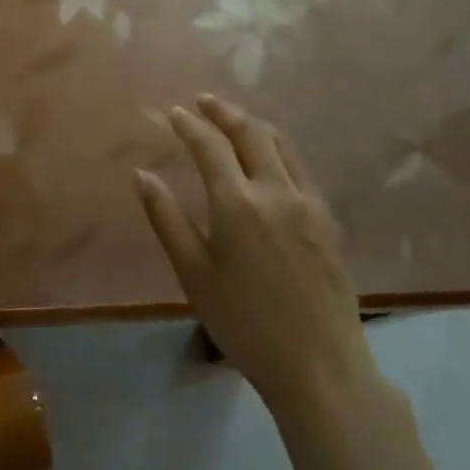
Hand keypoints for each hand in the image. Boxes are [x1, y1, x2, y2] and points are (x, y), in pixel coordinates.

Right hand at [134, 95, 379, 413]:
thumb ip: (166, 219)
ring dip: (253, 124)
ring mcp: (308, 203)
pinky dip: (277, 147)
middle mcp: (276, 191)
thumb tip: (141, 175)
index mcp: (238, 204)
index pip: (209, 146)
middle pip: (250, 133)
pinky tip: (268, 157)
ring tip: (233, 119)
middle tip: (203, 102)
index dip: (189, 124)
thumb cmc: (244, 323)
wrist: (320, 367)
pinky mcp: (327, 219)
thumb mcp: (193, 274)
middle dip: (223, 112)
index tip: (173, 112)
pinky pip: (299, 166)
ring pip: (280, 144)